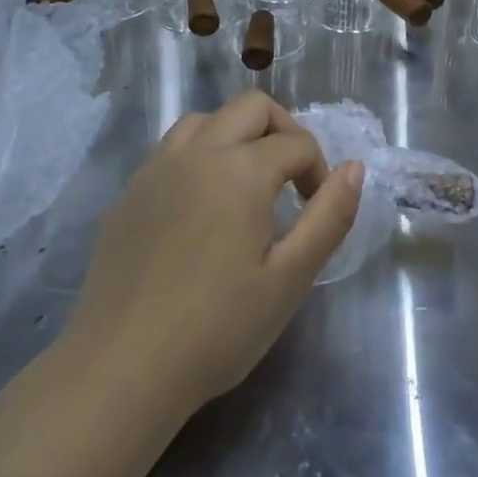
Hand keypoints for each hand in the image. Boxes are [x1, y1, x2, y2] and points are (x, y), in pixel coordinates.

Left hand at [65, 92, 362, 414]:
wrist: (122, 369)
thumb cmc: (218, 328)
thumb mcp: (290, 278)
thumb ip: (329, 216)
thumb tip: (355, 167)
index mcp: (241, 169)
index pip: (297, 144)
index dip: (319, 172)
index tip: (317, 211)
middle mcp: (197, 152)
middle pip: (251, 108)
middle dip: (283, 132)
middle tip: (291, 181)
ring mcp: (156, 168)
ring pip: (206, 120)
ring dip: (237, 136)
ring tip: (246, 184)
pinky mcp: (129, 193)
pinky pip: (172, 149)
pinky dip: (199, 155)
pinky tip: (201, 205)